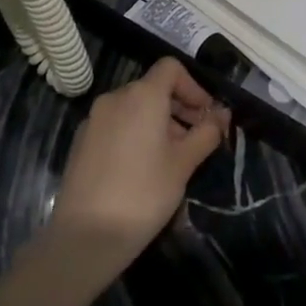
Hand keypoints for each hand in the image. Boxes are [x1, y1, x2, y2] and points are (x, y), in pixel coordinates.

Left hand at [48, 58, 228, 277]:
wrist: (85, 236)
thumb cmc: (144, 193)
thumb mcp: (183, 163)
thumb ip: (206, 133)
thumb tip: (222, 114)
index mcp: (142, 95)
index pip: (171, 68)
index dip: (193, 87)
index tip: (206, 116)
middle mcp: (115, 98)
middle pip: (153, 87)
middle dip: (179, 107)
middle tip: (197, 139)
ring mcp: (94, 119)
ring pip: (135, 107)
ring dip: (159, 122)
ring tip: (173, 158)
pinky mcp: (82, 141)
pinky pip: (117, 124)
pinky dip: (136, 133)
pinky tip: (143, 167)